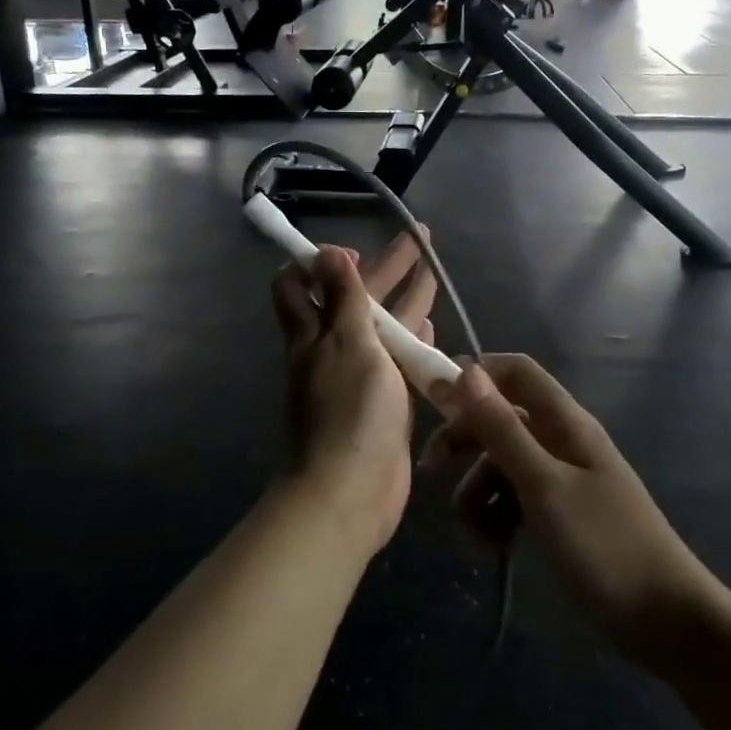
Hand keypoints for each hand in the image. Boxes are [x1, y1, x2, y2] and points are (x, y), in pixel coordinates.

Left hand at [271, 233, 437, 553]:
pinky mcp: (381, 402)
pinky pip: (396, 360)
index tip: (355, 251)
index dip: (321, 261)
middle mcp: (329, 349)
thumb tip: (326, 252)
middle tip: (420, 237)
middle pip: (356, 297)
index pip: (298, 283)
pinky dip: (411, 340)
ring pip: (381, 326)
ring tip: (432, 273)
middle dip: (387, 266)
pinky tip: (430, 328)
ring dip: (404, 299)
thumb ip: (343, 298)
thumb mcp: (346, 343)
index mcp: (312, 333)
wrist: (351, 492)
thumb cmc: (349, 411)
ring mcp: (357, 376)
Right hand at [423, 356, 710, 659]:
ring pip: (500, 464)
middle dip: (463, 440)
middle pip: (499, 418)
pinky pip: (513, 499)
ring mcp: (559, 479)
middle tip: (431, 470)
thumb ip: (503, 429)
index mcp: (564, 423)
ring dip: (477, 492)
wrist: (665, 620)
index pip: (515, 372)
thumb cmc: (605, 545)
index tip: (434, 400)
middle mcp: (560, 441)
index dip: (475, 376)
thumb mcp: (544, 485)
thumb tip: (466, 372)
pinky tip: (494, 547)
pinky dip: (496, 517)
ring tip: (476, 536)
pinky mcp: (557, 514)